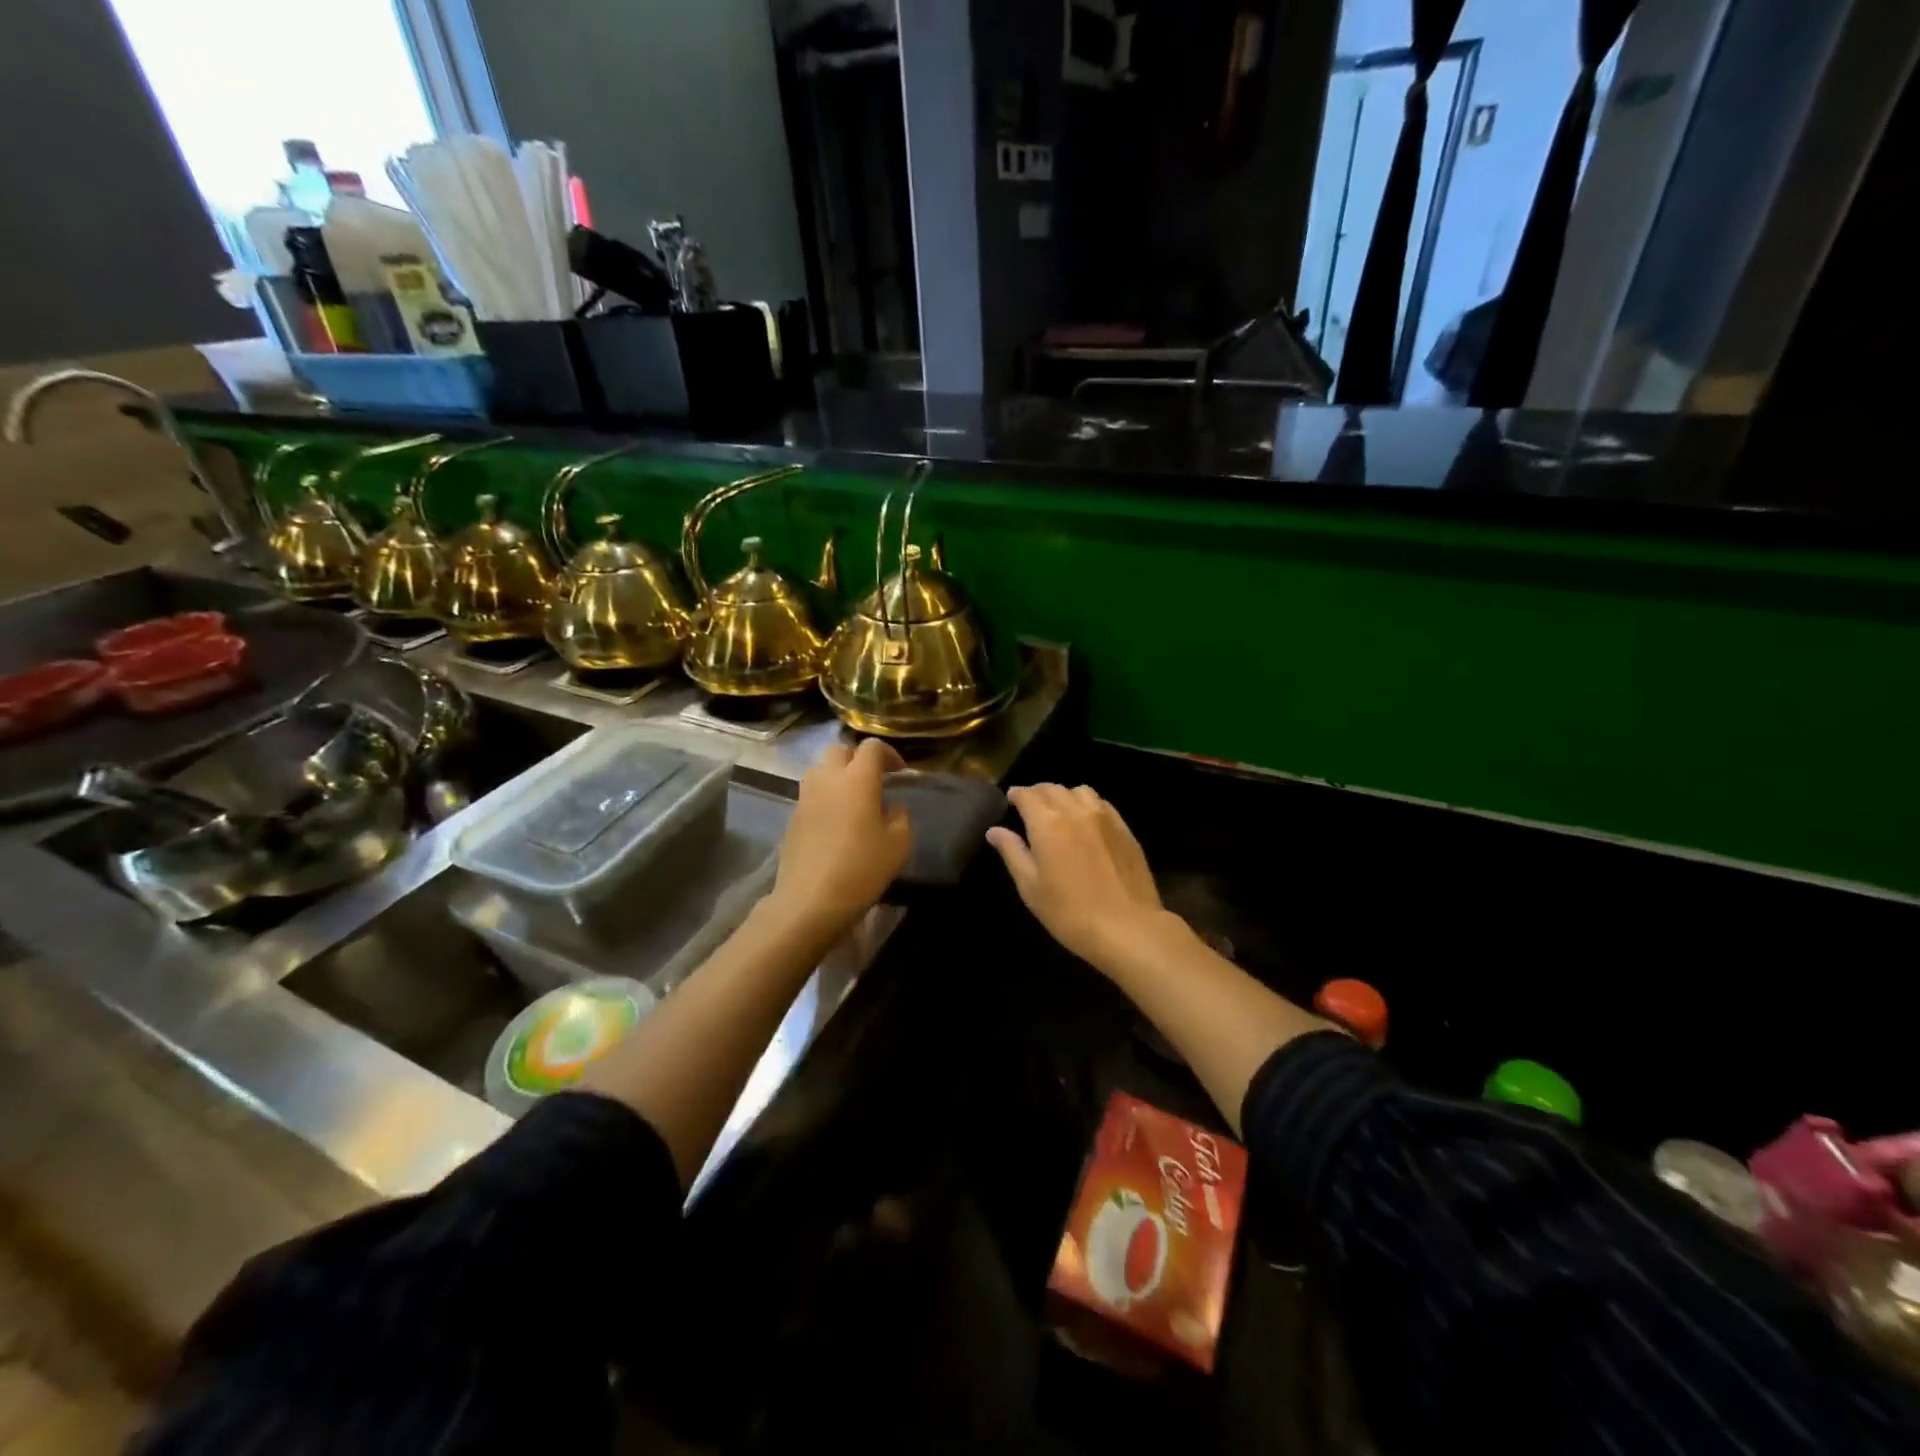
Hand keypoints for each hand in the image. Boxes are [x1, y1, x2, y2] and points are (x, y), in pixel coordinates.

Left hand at [765, 738, 911, 940]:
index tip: (900, 774)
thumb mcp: (898, 844)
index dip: (889, 754)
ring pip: (820, 771)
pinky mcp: (792, 817)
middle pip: (840, 751)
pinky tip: (836, 824)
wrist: (810, 901)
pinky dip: (825, 799)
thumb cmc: (862, 869)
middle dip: (858, 760)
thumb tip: (893, 806)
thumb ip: (900, 816)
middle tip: (873, 781)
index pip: (871, 747)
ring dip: (838, 777)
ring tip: (853, 801)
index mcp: (857, 779)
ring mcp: (805, 797)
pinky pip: (811, 795)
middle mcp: (828, 779)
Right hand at [987, 784, 1167, 972]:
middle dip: (1037, 793)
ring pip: (1079, 791)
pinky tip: (1085, 822)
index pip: (1028, 795)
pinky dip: (1087, 804)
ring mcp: (1104, 817)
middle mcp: (1076, 811)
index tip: (1011, 800)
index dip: (1017, 794)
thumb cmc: (1070, 913)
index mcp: (1048, 824)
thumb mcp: (1031, 887)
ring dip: (1064, 795)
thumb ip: (1012, 853)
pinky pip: (1102, 804)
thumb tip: (994, 830)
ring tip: (1059, 812)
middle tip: (1030, 807)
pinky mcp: (1124, 829)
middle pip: (1053, 788)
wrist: (1128, 928)